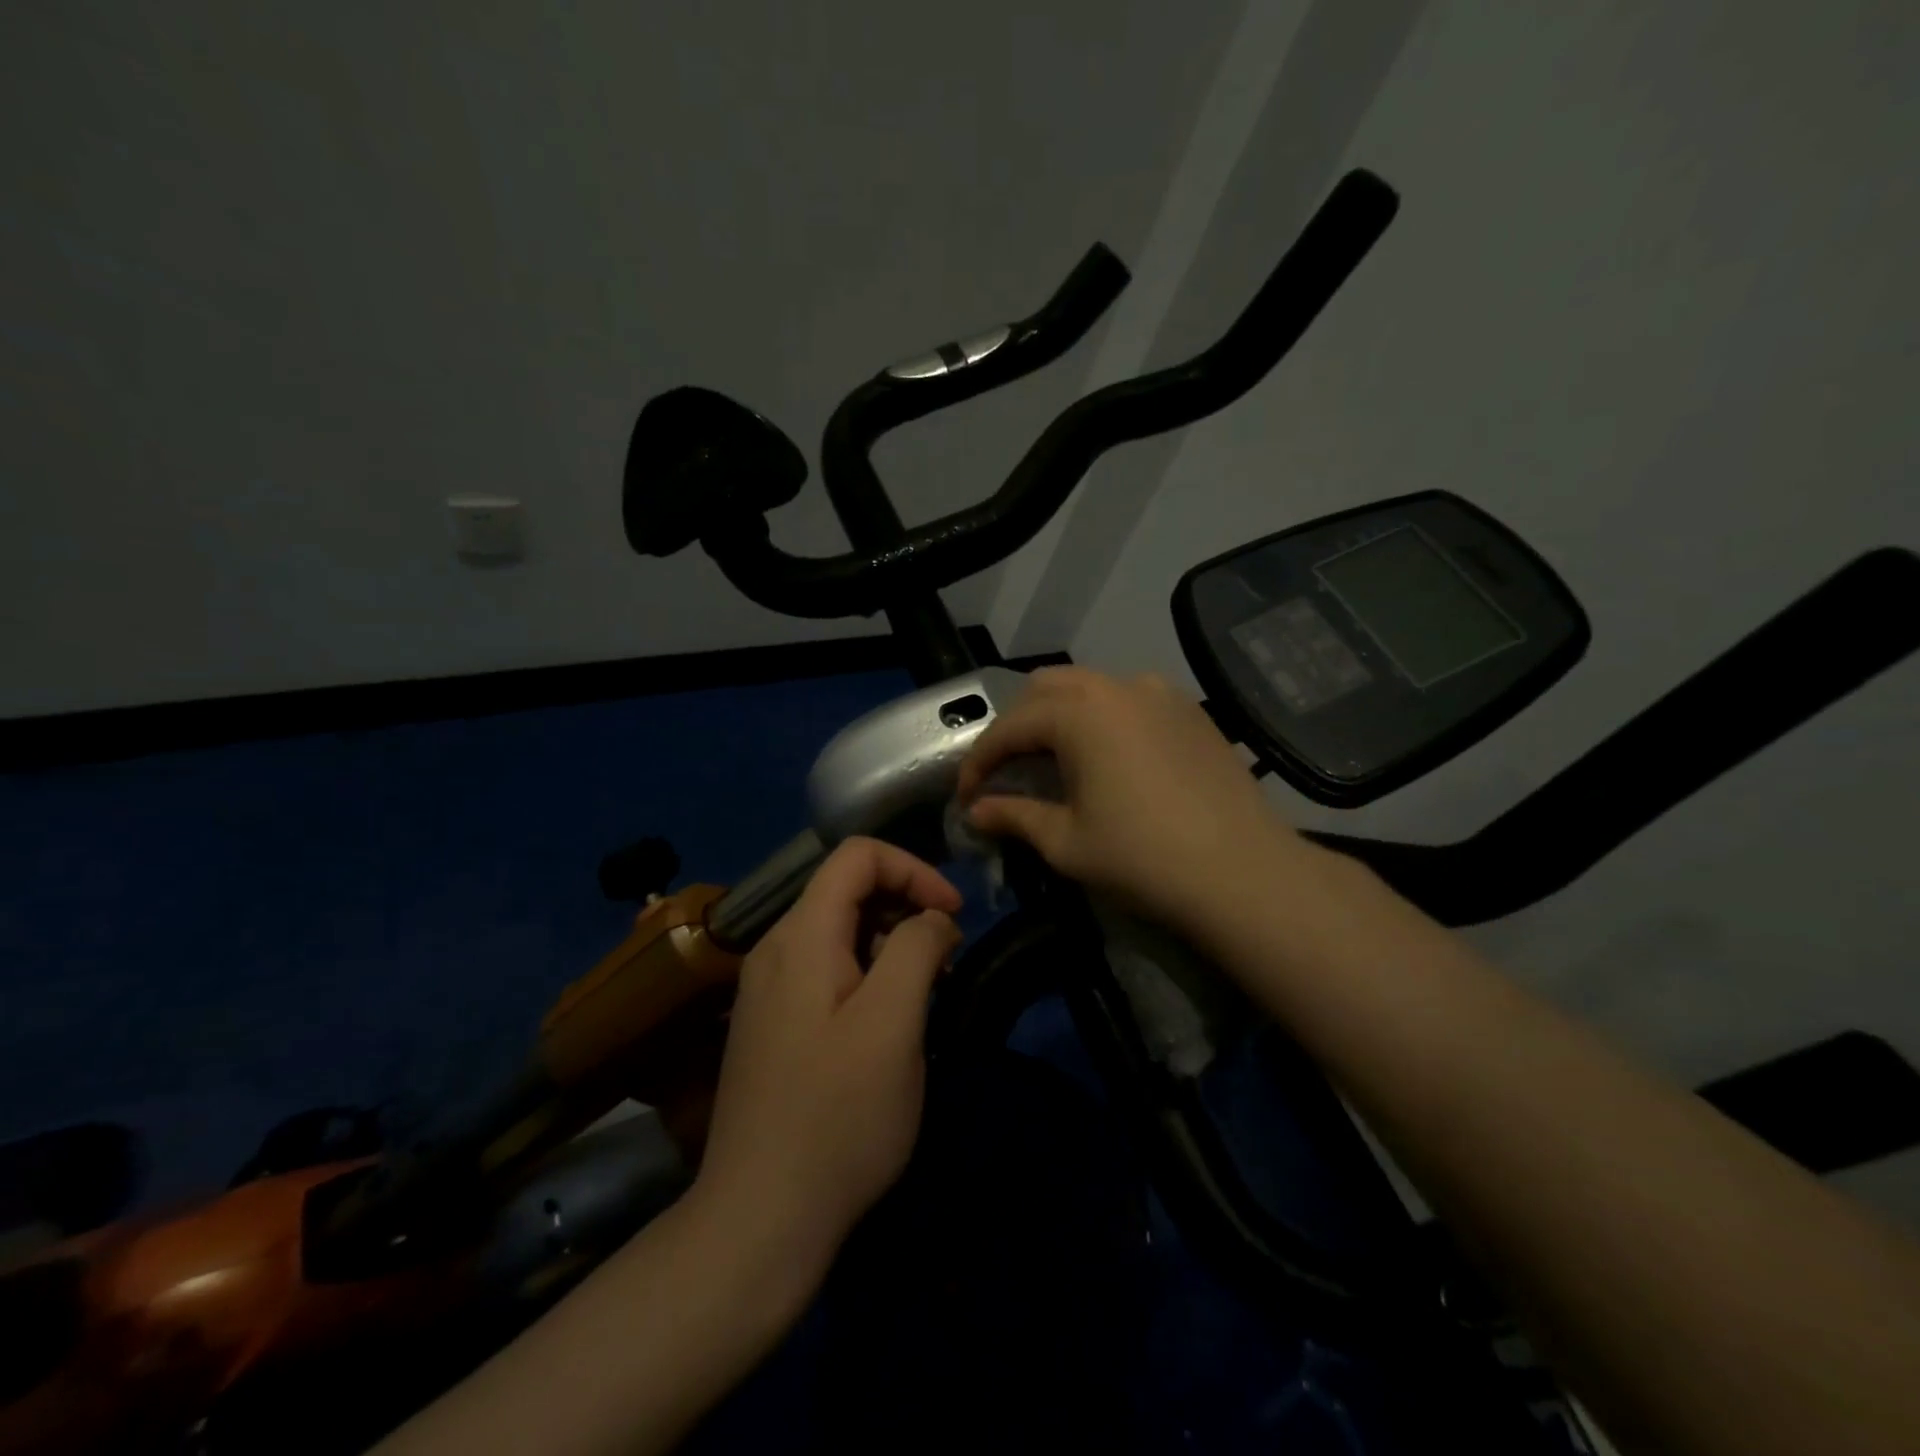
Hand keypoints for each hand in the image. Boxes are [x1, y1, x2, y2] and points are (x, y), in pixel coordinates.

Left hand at [693, 837, 962, 1266]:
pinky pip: (826, 968)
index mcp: (800, 935)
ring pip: (840, 930)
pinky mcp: (772, 1022)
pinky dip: (867, 973)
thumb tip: (932, 919)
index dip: (913, 869)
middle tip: (945, 960)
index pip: (857, 855)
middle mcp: (775, 948)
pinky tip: (887, 1023)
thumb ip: (916, 948)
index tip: (952, 916)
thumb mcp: (893, 1024)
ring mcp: (767, 987)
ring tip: (924, 993)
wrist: (759, 1219)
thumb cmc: (837, 1116)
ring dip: (890, 943)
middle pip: (847, 889)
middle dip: (906, 907)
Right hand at [958, 667, 1307, 935]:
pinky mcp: (1190, 711)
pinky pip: (1130, 699)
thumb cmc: (1142, 858)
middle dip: (1018, 725)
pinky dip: (1103, 718)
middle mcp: (1117, 687)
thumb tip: (975, 812)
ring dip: (1060, 715)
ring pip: (1091, 687)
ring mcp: (1160, 694)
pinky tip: (1109, 757)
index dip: (980, 761)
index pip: (1010, 727)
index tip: (966, 796)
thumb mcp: (1066, 842)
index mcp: (1079, 712)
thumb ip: (1013, 816)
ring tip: (1055, 760)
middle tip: (1009, 770)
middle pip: (1047, 688)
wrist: (1242, 872)